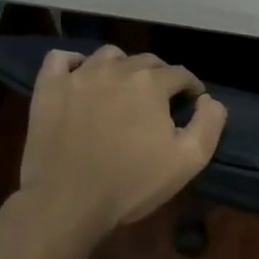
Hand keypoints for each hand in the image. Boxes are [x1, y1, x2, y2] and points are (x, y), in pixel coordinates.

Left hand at [18, 46, 226, 235]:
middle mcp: (117, 69)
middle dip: (159, 77)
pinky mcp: (48, 89)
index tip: (192, 101)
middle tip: (159, 101)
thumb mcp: (188, 161)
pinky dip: (73, 63)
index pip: (180, 73)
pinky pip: (60, 59)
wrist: (67, 202)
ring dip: (121, 67)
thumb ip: (209, 124)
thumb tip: (209, 99)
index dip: (190, 87)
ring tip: (122, 89)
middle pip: (146, 61)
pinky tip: (80, 78)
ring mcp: (78, 76)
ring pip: (108, 56)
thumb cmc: (131, 183)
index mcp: (151, 83)